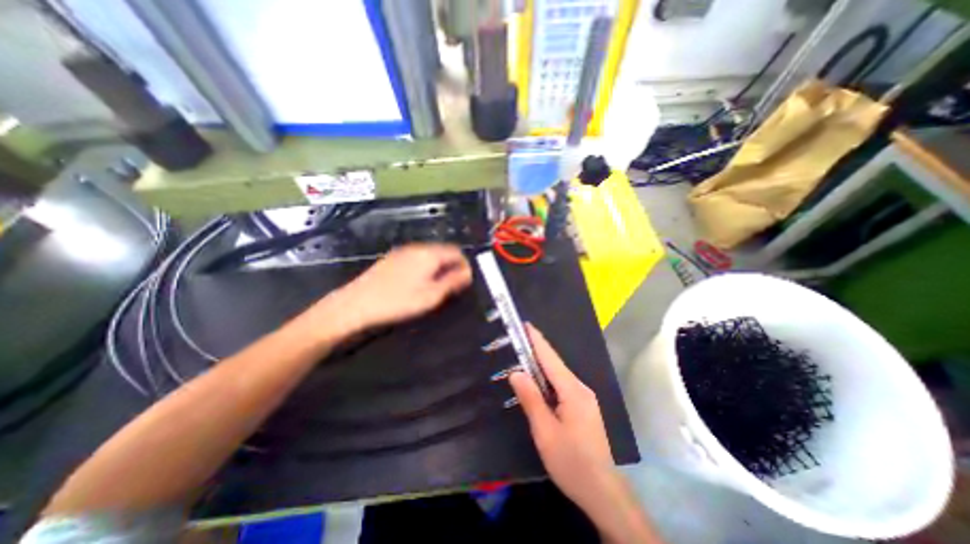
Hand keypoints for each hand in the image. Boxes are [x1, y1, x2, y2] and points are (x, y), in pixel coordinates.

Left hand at [323, 242, 472, 333]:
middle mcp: (418, 247)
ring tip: (436, 286)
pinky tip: (418, 282)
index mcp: (430, 254)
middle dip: (452, 266)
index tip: (466, 281)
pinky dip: (425, 267)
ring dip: (439, 266)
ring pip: (430, 254)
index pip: (457, 252)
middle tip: (452, 286)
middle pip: (444, 251)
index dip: (465, 265)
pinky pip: (417, 258)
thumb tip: (468, 273)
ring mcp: (403, 251)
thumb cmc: (398, 301)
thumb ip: (453, 282)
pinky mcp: (393, 258)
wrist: (356, 303)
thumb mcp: (431, 296)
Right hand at [511, 324, 663, 540]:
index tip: (526, 325)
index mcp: (573, 391)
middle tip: (518, 342)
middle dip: (537, 351)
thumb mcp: (545, 432)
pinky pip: (563, 388)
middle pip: (555, 365)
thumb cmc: (572, 462)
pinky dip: (548, 381)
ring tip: (523, 360)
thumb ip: (531, 399)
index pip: (551, 358)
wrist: (605, 494)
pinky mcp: (585, 409)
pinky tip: (539, 385)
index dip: (537, 340)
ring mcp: (586, 399)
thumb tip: (516, 372)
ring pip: (559, 377)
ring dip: (542, 367)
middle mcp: (581, 389)